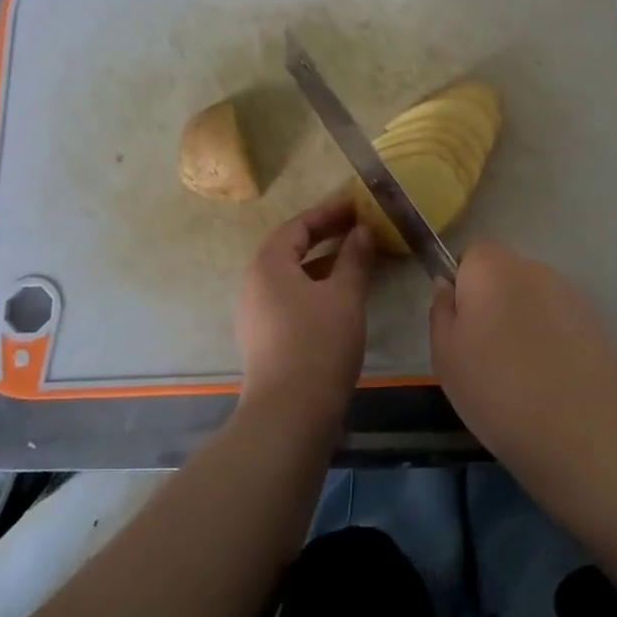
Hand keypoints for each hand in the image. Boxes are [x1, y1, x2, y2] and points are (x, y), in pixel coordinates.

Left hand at [236, 193, 375, 420]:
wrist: (289, 413)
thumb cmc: (318, 342)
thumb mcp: (345, 295)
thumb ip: (355, 258)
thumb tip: (362, 231)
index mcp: (268, 265)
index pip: (297, 226)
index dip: (328, 212)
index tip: (355, 203)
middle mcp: (254, 284)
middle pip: (289, 249)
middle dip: (324, 235)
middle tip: (357, 226)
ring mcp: (255, 314)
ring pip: (291, 275)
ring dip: (321, 262)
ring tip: (354, 257)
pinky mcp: (263, 338)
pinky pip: (290, 297)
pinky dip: (314, 286)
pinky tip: (340, 295)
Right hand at [429, 241, 616, 470]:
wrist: (573, 428)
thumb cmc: (494, 388)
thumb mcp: (445, 355)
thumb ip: (441, 310)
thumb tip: (447, 285)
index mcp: (491, 269)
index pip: (473, 253)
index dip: (465, 282)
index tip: (464, 321)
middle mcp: (531, 268)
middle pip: (505, 273)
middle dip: (496, 299)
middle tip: (488, 347)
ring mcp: (567, 291)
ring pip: (534, 295)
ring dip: (525, 315)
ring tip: (523, 365)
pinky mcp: (592, 318)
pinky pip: (559, 316)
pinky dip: (552, 333)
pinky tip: (551, 372)